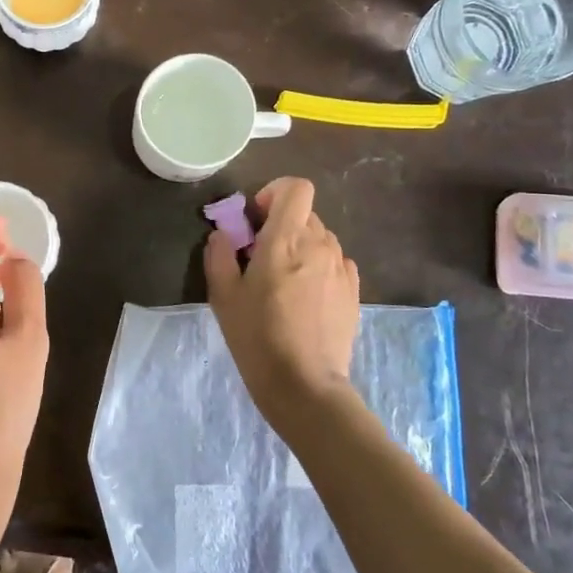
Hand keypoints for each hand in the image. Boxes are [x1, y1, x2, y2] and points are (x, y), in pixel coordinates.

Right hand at [205, 177, 361, 425]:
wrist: (304, 384)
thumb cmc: (257, 336)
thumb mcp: (223, 296)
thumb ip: (219, 255)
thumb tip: (223, 235)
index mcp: (286, 239)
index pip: (296, 188)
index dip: (275, 193)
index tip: (257, 218)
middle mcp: (320, 244)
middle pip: (305, 214)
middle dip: (282, 225)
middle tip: (260, 257)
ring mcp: (341, 268)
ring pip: (321, 239)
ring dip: (300, 248)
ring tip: (283, 282)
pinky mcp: (353, 291)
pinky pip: (334, 263)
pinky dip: (318, 268)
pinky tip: (304, 298)